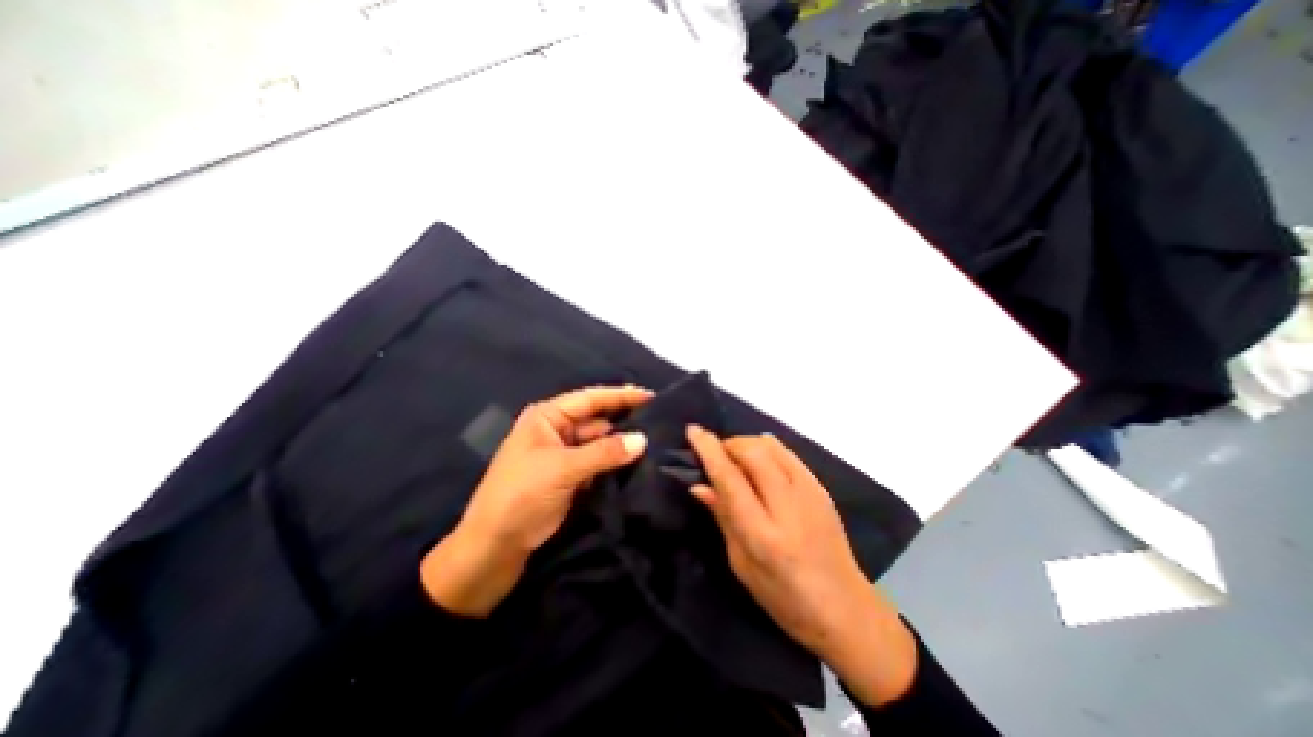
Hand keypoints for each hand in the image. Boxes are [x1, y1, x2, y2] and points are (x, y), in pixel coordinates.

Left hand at [417, 389, 646, 617]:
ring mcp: (564, 455)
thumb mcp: (562, 469)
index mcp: (548, 417)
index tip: (652, 396)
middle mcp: (557, 430)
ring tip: (657, 441)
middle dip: (625, 420)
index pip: (591, 398)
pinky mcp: (570, 478)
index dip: (621, 396)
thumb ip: (604, 452)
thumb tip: (643, 439)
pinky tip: (639, 463)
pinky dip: (616, 463)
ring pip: (600, 443)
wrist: (492, 550)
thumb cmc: (520, 497)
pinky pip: (598, 463)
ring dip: (622, 444)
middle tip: (661, 421)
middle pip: (597, 420)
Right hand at [689, 425, 913, 708]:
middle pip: (753, 452)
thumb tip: (699, 484)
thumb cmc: (784, 598)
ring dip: (746, 444)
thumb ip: (723, 518)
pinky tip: (759, 462)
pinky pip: (787, 453)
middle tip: (716, 456)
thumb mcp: (742, 565)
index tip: (693, 431)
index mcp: (763, 534)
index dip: (709, 450)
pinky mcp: (821, 488)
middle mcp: (788, 506)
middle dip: (729, 444)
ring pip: (771, 445)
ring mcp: (810, 492)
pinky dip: (766, 448)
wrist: (846, 609)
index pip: (730, 479)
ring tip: (736, 459)